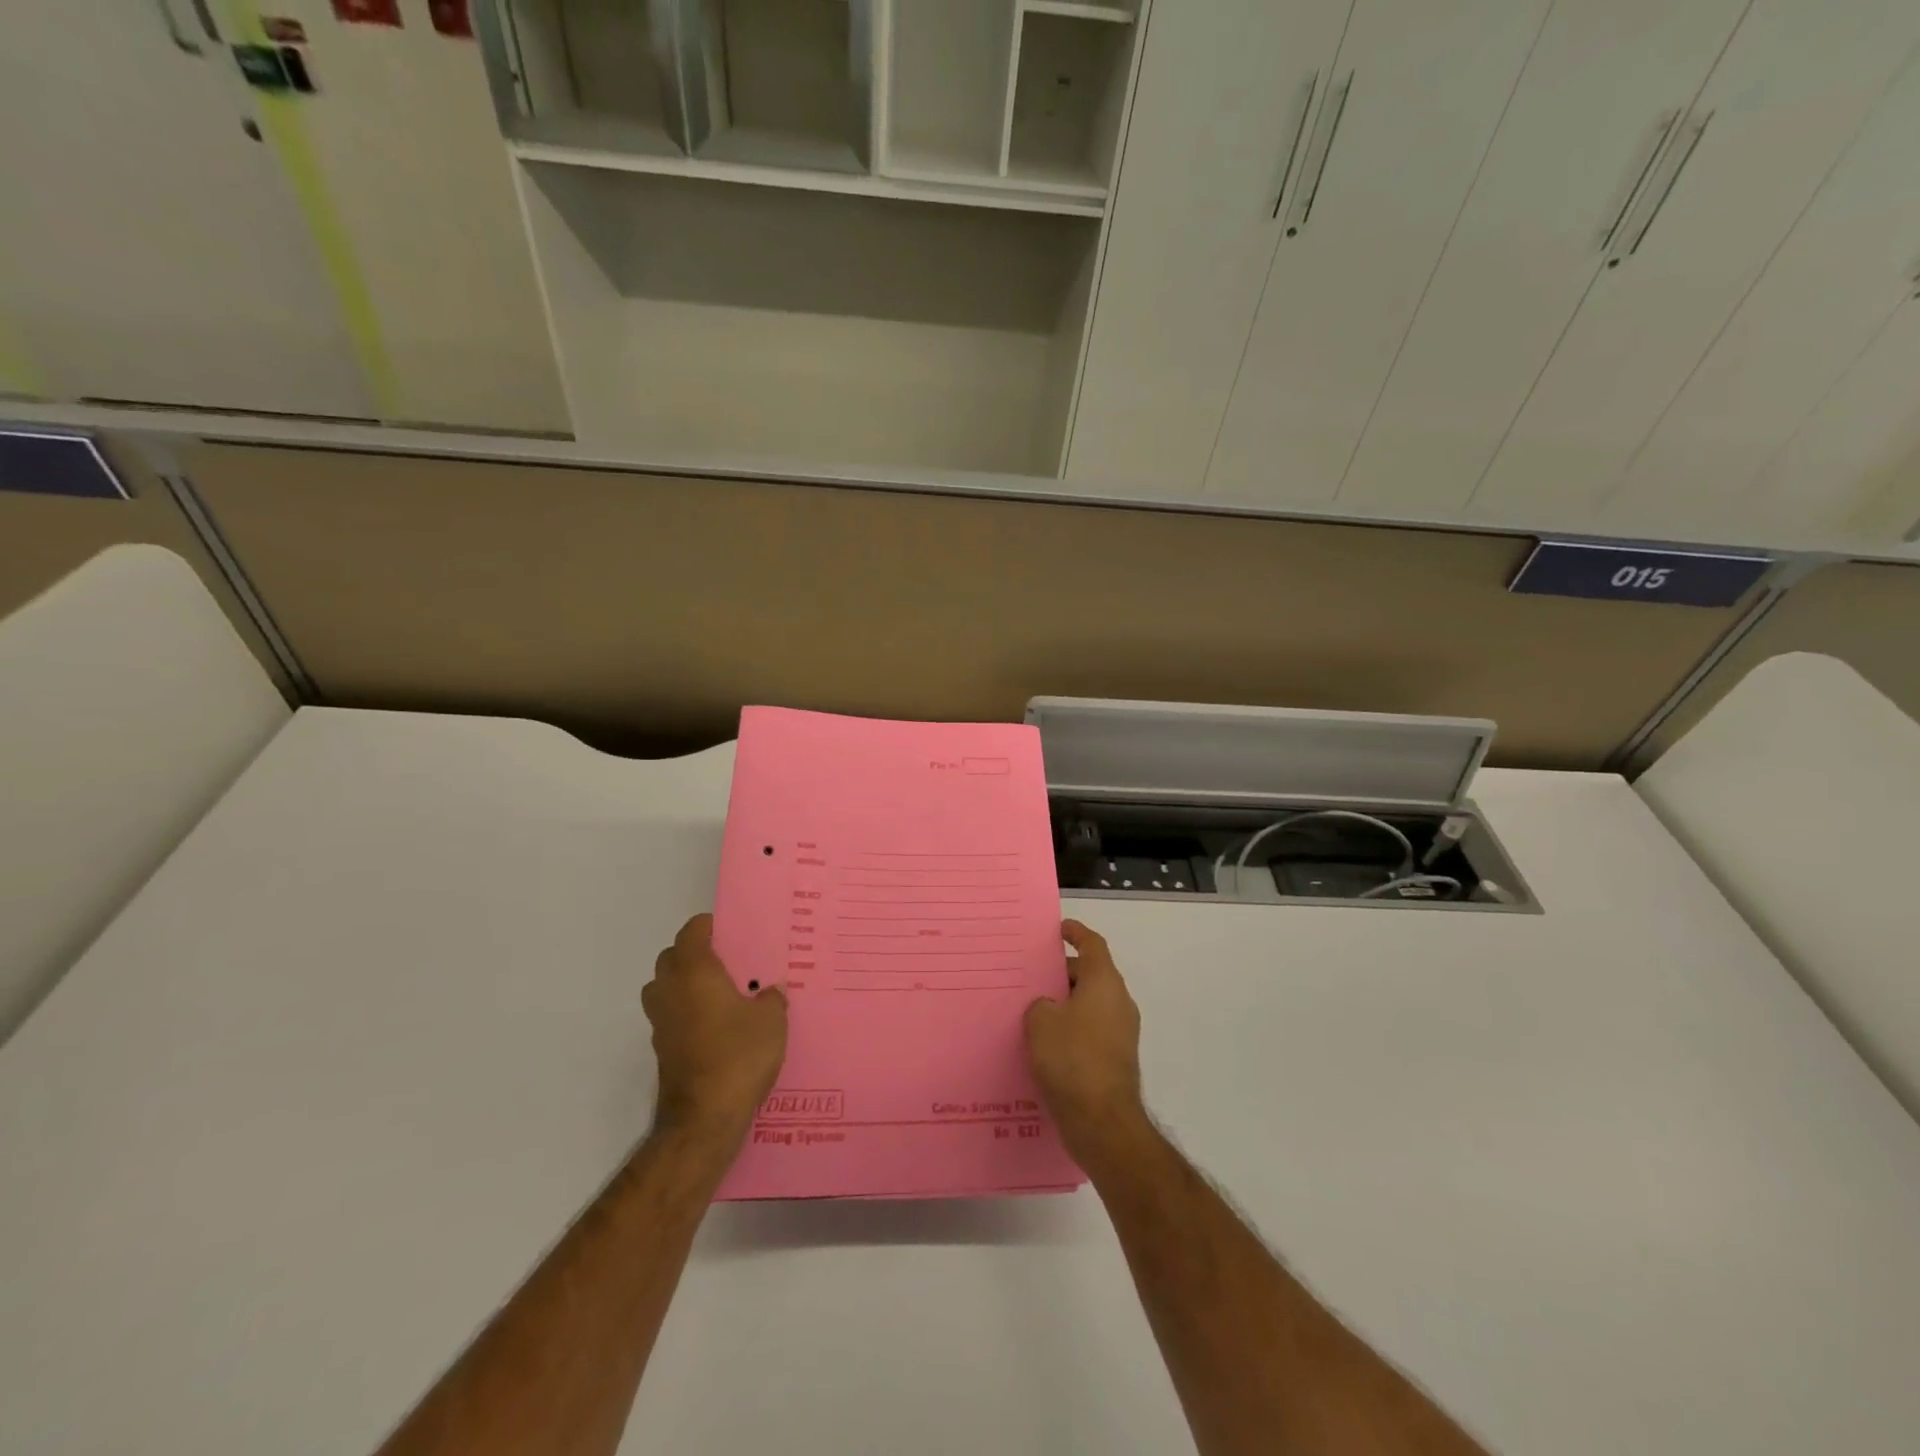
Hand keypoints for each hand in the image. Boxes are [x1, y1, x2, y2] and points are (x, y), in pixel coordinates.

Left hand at [643, 914, 787, 1142]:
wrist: (704, 1118)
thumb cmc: (739, 1055)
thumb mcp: (772, 1020)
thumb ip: (771, 998)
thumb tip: (768, 993)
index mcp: (695, 972)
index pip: (691, 932)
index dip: (707, 926)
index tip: (730, 929)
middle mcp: (670, 991)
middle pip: (671, 958)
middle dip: (694, 953)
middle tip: (727, 959)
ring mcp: (661, 1022)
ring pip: (665, 988)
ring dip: (684, 983)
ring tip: (719, 991)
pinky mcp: (662, 1049)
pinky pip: (671, 1015)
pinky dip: (686, 1011)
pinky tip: (716, 1025)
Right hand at [1025, 920, 1148, 1167]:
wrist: (1103, 1123)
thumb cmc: (1072, 1060)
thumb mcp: (1041, 1022)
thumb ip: (1040, 1004)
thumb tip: (1049, 1008)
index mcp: (1104, 983)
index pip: (1092, 944)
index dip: (1075, 932)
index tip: (1058, 929)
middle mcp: (1118, 1002)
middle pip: (1090, 974)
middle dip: (1061, 973)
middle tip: (1030, 975)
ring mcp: (1120, 1033)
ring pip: (1089, 1005)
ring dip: (1064, 1004)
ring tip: (1031, 1009)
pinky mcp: (1115, 1060)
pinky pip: (1090, 1031)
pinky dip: (1070, 1029)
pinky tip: (1043, 1044)